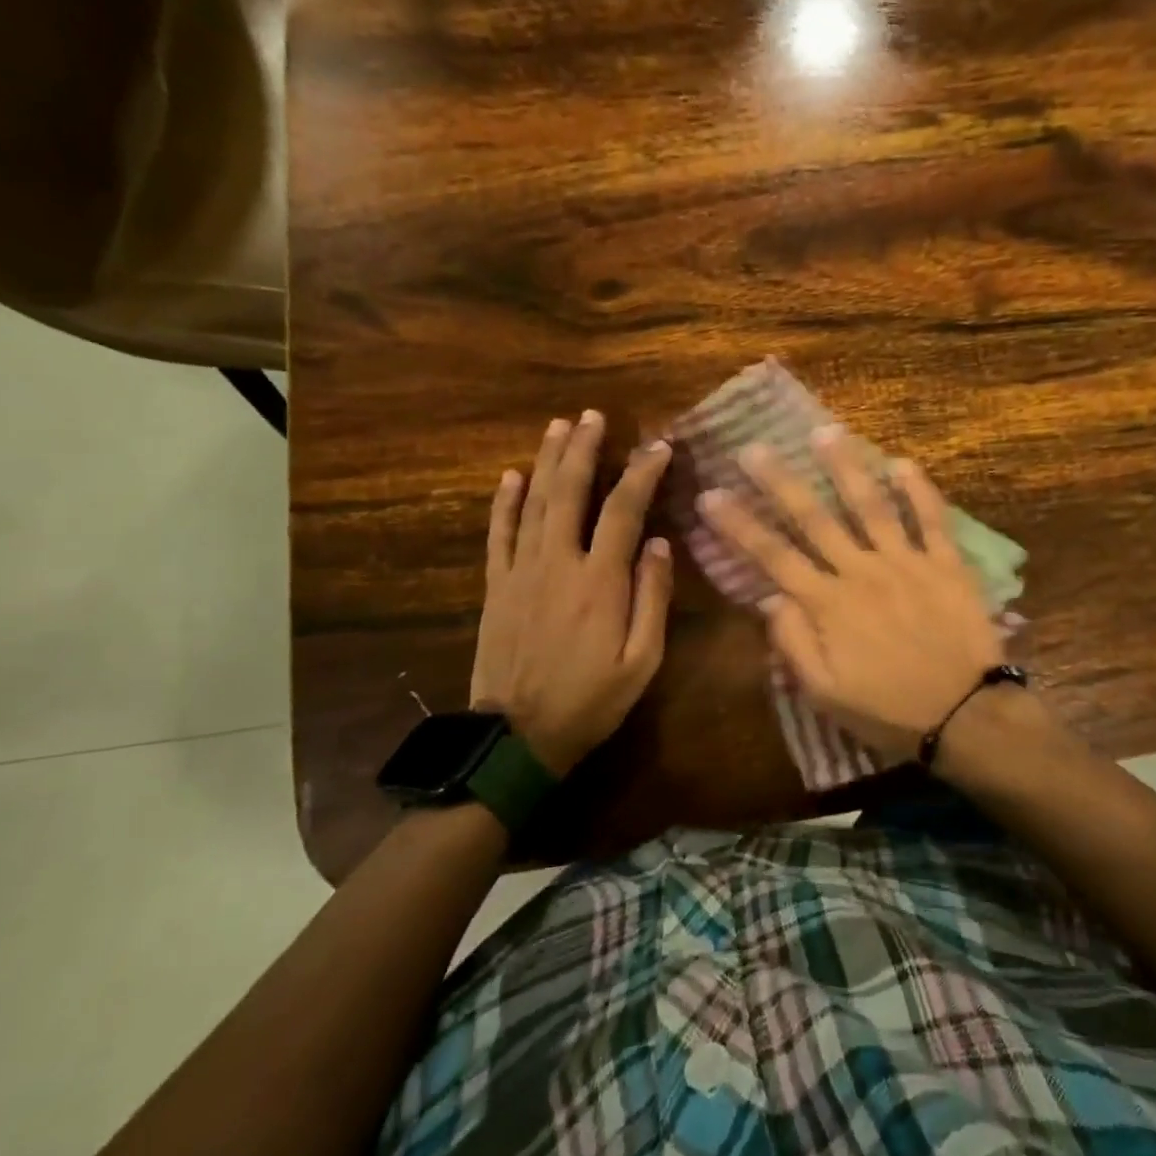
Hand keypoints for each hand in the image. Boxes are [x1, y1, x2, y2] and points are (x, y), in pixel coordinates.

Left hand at [470, 411, 673, 776]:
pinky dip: (503, 502)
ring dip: (546, 461)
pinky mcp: (495, 587)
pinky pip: (498, 534)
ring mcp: (521, 572)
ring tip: (558, 427)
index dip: (642, 473)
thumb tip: (660, 543)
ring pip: (533, 503)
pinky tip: (511, 475)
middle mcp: (559, 563)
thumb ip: (652, 598)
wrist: (519, 738)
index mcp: (600, 582)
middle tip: (593, 416)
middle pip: (570, 492)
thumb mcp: (642, 661)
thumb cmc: (591, 701)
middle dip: (583, 450)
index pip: (625, 511)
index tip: (658, 446)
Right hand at [699, 429, 1004, 763]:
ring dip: (845, 467)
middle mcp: (861, 572)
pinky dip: (919, 489)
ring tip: (824, 432)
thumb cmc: (890, 711)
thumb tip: (770, 599)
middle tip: (754, 447)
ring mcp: (906, 563)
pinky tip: (902, 462)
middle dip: (779, 481)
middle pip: (813, 518)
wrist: (967, 716)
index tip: (710, 495)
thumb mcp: (826, 694)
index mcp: (828, 604)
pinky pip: (932, 519)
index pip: (773, 556)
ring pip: (870, 505)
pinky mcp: (946, 564)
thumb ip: (794, 644)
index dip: (739, 525)